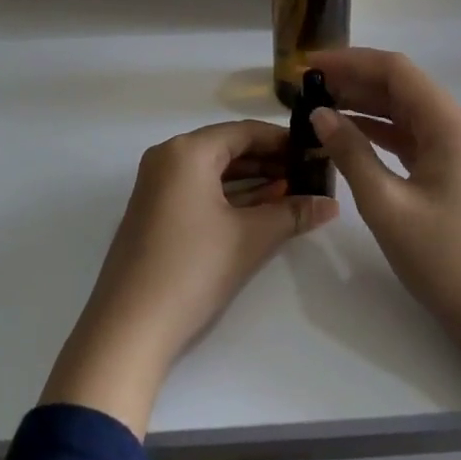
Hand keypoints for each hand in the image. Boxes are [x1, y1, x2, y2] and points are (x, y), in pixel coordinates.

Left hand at [40, 120, 338, 435]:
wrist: (129, 328)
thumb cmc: (192, 269)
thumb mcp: (250, 238)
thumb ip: (293, 213)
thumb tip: (331, 203)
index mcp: (187, 151)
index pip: (244, 132)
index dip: (283, 140)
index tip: (316, 151)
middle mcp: (168, 157)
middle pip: (228, 148)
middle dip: (270, 161)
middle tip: (310, 174)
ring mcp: (157, 185)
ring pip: (214, 170)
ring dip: (253, 180)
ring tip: (294, 191)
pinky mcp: (155, 211)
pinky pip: (199, 189)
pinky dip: (230, 195)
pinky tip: (263, 208)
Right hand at [308, 48, 460, 340]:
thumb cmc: (442, 259)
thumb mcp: (386, 205)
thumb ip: (351, 153)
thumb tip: (319, 114)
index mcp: (452, 125)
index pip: (397, 71)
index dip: (351, 61)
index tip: (310, 65)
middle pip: (403, 87)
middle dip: (355, 81)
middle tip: (308, 86)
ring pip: (408, 111)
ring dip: (366, 105)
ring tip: (321, 105)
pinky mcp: (457, 167)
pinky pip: (415, 136)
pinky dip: (382, 131)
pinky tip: (349, 134)